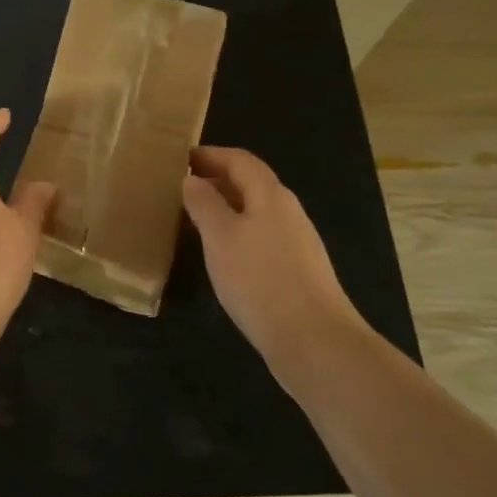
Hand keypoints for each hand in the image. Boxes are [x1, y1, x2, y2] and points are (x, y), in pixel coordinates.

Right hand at [182, 146, 363, 386]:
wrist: (314, 341)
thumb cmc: (260, 280)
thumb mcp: (220, 237)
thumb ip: (204, 204)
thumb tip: (191, 179)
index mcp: (270, 195)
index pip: (239, 160)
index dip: (210, 154)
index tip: (181, 158)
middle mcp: (288, 211)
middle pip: (251, 183)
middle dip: (217, 179)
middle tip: (182, 187)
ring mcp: (297, 242)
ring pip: (256, 211)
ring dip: (227, 207)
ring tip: (195, 219)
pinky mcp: (298, 271)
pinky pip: (262, 236)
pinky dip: (238, 232)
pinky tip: (223, 255)